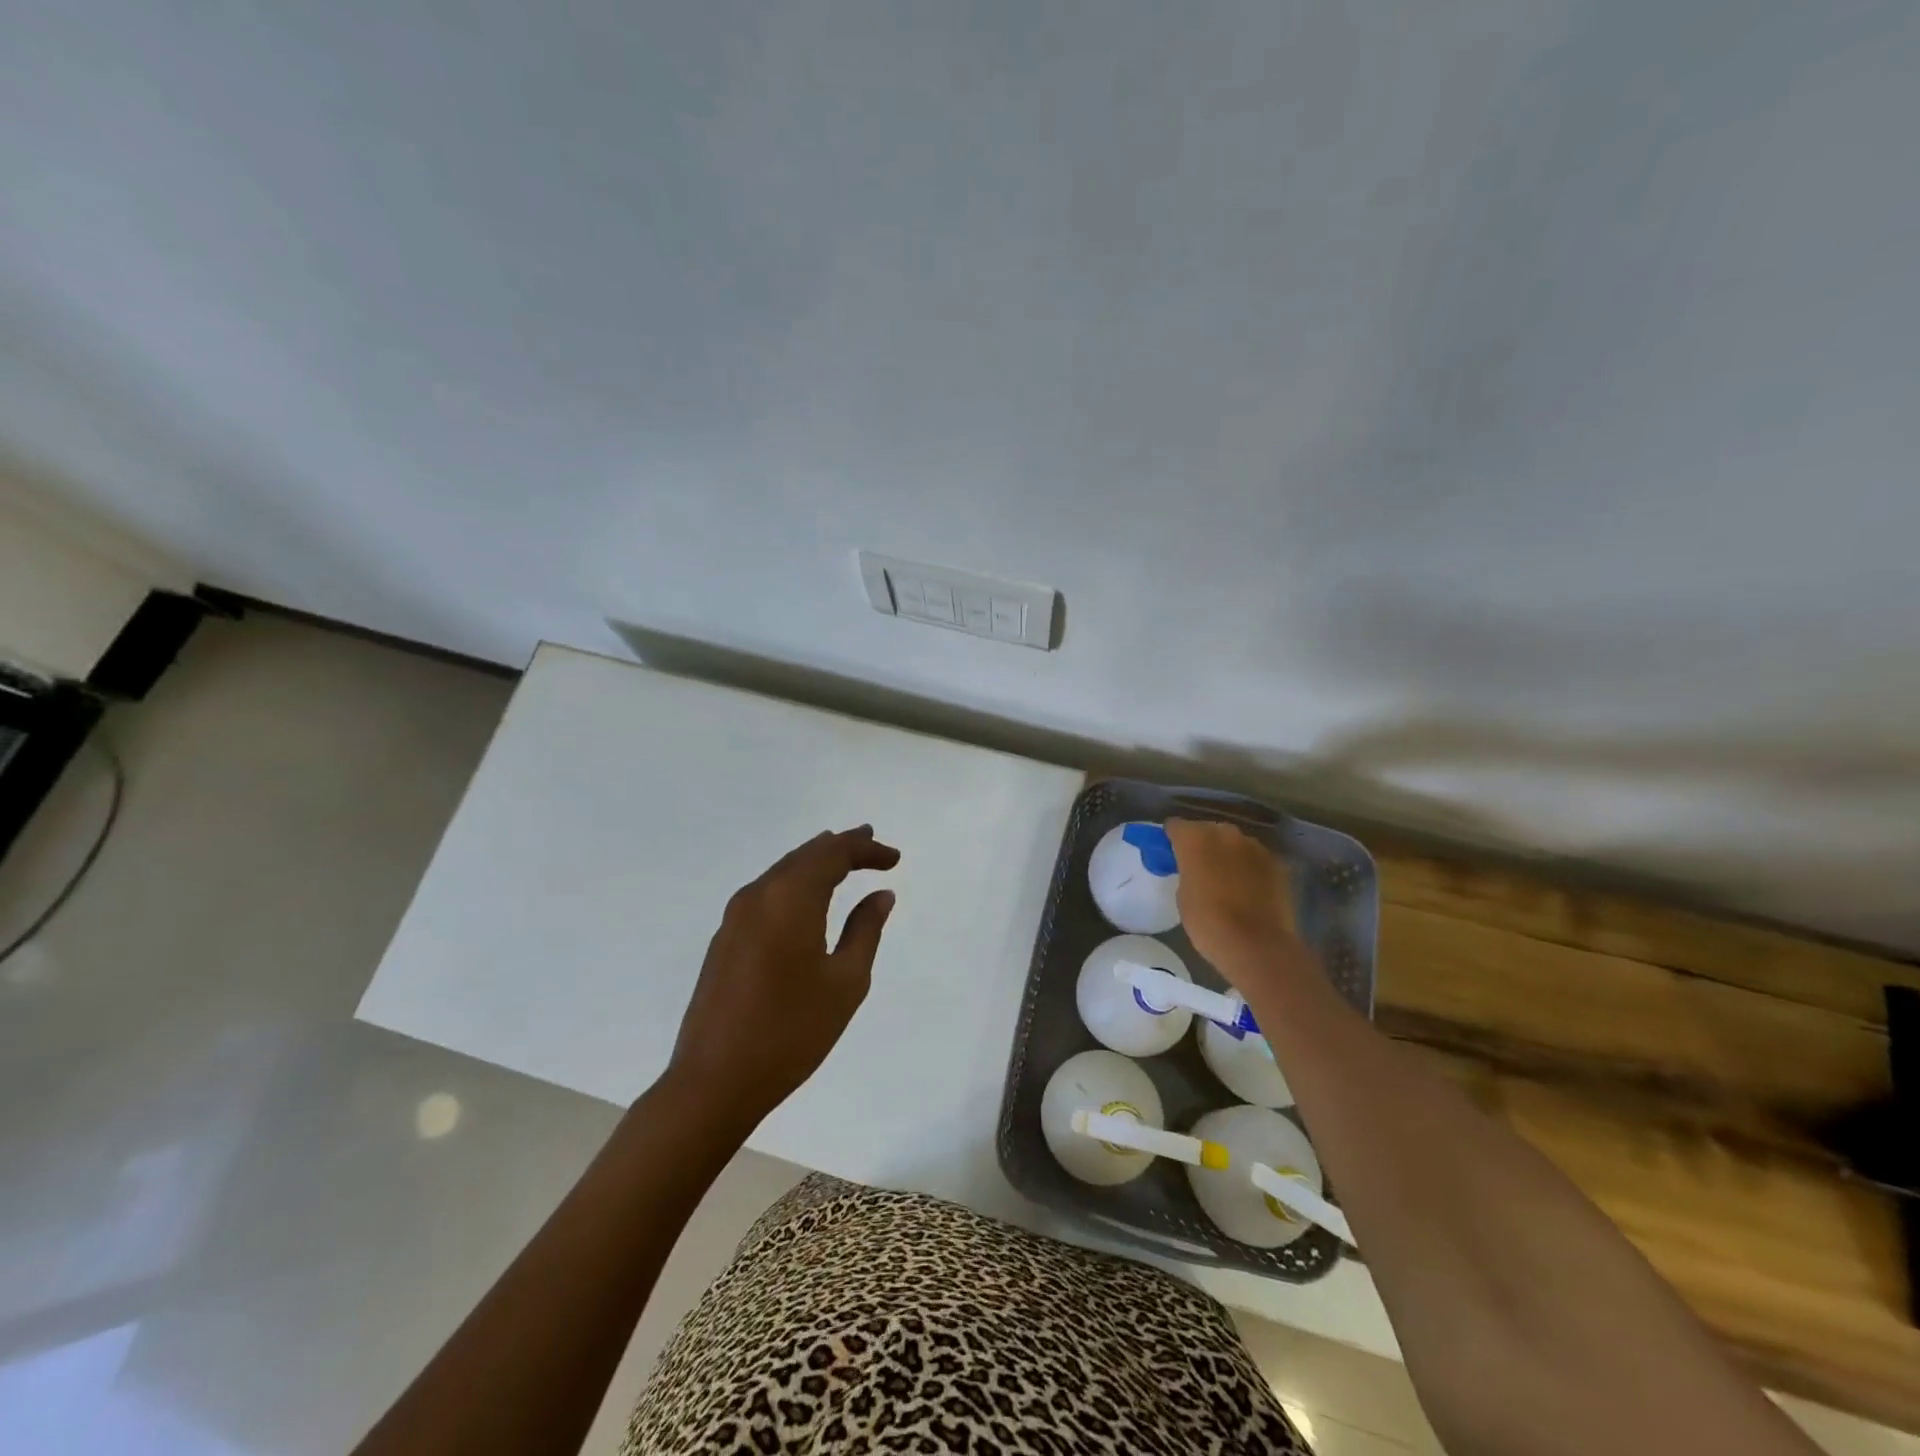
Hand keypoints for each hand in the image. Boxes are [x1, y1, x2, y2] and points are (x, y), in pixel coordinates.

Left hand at [668, 826, 900, 1128]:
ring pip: (783, 871)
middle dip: (841, 846)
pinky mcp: (725, 938)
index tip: (895, 859)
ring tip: (844, 860)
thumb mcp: (845, 982)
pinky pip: (767, 892)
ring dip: (816, 862)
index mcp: (790, 899)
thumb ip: (865, 930)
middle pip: (805, 855)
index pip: (833, 854)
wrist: (713, 1082)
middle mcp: (758, 895)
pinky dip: (795, 882)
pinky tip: (807, 897)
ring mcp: (735, 916)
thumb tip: (880, 895)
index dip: (866, 849)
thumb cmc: (790, 1032)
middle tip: (871, 842)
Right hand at [1165, 818, 1303, 993]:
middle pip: (1208, 830)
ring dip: (1228, 854)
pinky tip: (1249, 888)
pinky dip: (1250, 868)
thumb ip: (1187, 871)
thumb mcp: (1183, 895)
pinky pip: (1256, 859)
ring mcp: (1255, 847)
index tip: (1170, 853)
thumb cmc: (1208, 922)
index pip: (1176, 825)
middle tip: (1199, 867)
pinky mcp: (1277, 863)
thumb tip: (1195, 868)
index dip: (1172, 838)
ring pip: (1235, 843)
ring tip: (1226, 878)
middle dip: (1203, 844)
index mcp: (1195, 839)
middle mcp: (1225, 833)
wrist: (1256, 945)